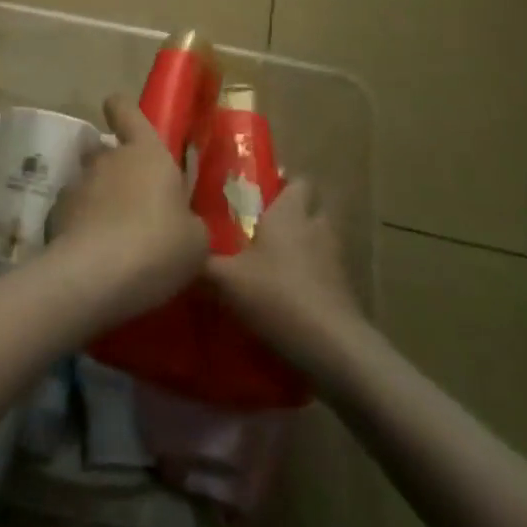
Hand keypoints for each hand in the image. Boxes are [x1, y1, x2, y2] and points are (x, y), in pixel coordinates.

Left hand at [48, 94, 208, 328]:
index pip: (126, 110)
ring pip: (89, 182)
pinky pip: (72, 212)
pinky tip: (93, 255)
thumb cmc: (159, 246)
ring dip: (99, 200)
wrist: (97, 276)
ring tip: (114, 236)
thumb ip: (188, 222)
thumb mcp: (195, 240)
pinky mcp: (55, 214)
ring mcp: (77, 184)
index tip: (123, 119)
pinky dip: (80, 226)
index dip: (123, 111)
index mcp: (146, 153)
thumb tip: (181, 223)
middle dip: (117, 171)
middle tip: (136, 204)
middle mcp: (107, 159)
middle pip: (107, 151)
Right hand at [205, 180, 364, 378]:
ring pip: (319, 239)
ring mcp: (335, 259)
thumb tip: (182, 252)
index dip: (283, 183)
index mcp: (290, 213)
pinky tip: (288, 293)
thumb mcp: (225, 279)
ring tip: (273, 261)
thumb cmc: (277, 295)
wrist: (332, 345)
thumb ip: (202, 262)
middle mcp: (316, 227)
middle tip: (262, 226)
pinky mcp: (344, 289)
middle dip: (293, 214)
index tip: (260, 192)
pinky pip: (325, 271)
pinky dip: (310, 275)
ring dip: (302, 246)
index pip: (298, 181)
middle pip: (312, 208)